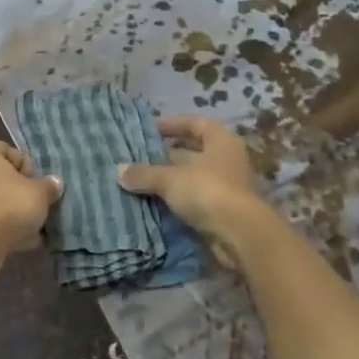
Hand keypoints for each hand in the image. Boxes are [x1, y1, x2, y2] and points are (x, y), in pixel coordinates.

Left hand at [0, 140, 62, 258]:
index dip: (29, 169)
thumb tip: (54, 183)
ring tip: (32, 229)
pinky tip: (20, 242)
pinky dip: (1, 229)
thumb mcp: (40, 193)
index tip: (37, 186)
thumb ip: (49, 186)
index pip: (11, 152)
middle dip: (20, 193)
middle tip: (36, 206)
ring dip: (12, 213)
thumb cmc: (8, 205)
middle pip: (1, 178)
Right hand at [118, 116, 263, 243]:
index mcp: (220, 140)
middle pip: (193, 150)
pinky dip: (176, 199)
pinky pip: (193, 198)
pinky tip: (153, 202)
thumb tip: (119, 171)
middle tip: (138, 156)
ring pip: (191, 176)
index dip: (171, 124)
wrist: (239, 235)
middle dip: (166, 154)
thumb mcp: (170, 179)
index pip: (194, 123)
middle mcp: (226, 159)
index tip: (148, 129)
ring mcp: (226, 186)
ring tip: (140, 179)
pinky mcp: (221, 210)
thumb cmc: (207, 191)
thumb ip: (145, 173)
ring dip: (169, 178)